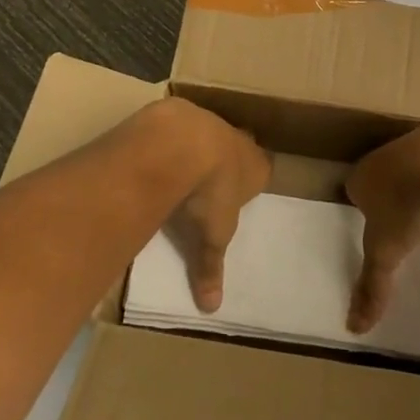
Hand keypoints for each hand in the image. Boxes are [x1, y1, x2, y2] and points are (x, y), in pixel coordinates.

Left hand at [145, 99, 270, 312]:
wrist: (182, 143)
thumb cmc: (209, 192)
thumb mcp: (212, 237)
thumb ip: (210, 268)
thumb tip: (211, 308)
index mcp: (257, 167)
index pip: (263, 170)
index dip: (251, 181)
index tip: (238, 193)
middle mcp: (240, 140)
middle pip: (240, 147)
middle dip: (228, 160)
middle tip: (211, 181)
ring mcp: (212, 121)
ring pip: (211, 133)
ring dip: (199, 147)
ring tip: (180, 169)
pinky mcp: (182, 111)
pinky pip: (181, 125)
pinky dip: (172, 138)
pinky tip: (157, 155)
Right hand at [344, 121, 419, 332]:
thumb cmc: (405, 206)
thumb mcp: (385, 253)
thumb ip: (371, 287)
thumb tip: (353, 327)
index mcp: (362, 177)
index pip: (355, 189)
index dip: (364, 205)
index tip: (375, 224)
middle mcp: (383, 154)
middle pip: (382, 172)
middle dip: (390, 189)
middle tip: (403, 215)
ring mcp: (416, 141)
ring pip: (412, 160)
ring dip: (419, 176)